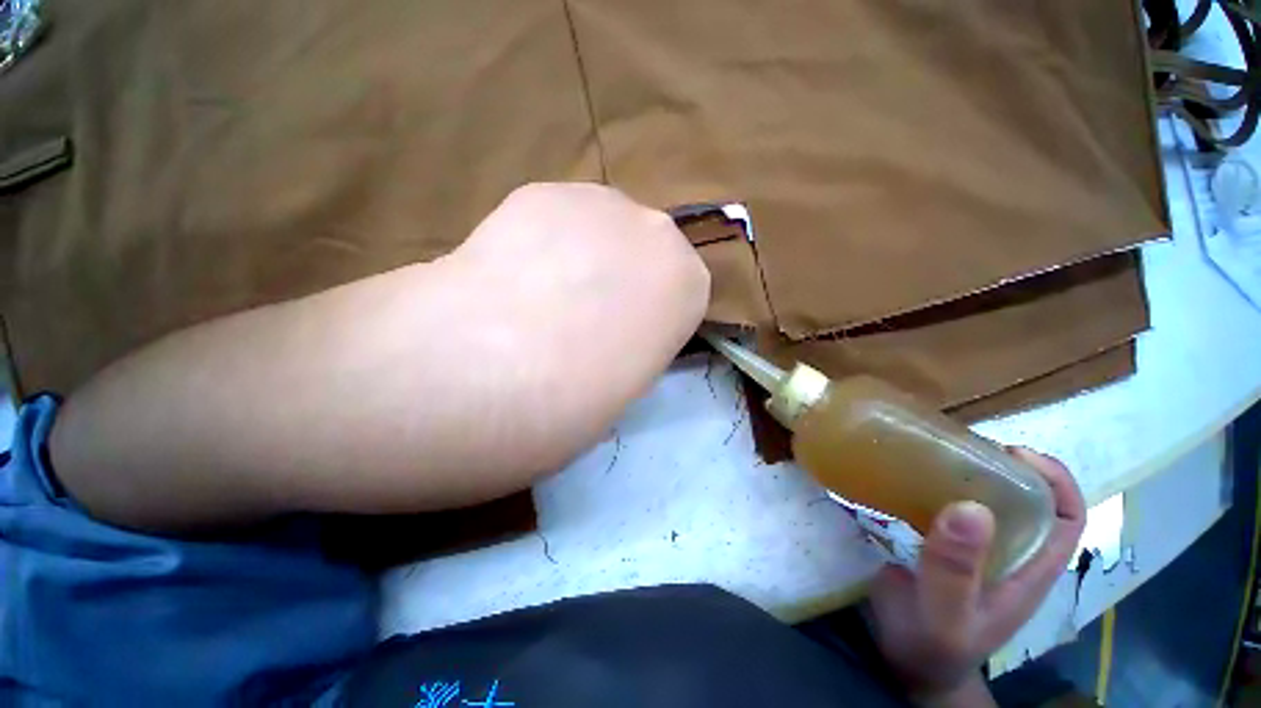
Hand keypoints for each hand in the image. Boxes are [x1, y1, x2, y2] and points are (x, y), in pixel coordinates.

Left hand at [446, 182, 710, 471]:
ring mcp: (600, 202)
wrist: (506, 364)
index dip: (647, 315)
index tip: (621, 335)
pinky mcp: (544, 191)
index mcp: (688, 284)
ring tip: (541, 292)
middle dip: (619, 277)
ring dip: (582, 254)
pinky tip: (514, 271)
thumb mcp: (633, 382)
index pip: (677, 294)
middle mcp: (657, 231)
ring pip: (600, 228)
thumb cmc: (583, 394)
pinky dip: (541, 240)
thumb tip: (614, 329)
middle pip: (642, 251)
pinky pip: (555, 217)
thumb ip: (639, 340)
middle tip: (580, 312)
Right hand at [866, 447, 1086, 705]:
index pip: (1067, 517)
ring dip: (963, 474)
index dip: (1055, 480)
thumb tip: (970, 506)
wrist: (907, 664)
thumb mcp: (946, 615)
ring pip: (984, 500)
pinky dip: (932, 488)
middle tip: (957, 446)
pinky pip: (944, 508)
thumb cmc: (934, 645)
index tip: (1014, 452)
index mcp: (1028, 570)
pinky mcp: (941, 546)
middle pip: (1025, 498)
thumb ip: (956, 570)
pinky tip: (903, 480)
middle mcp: (1008, 553)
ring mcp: (974, 550)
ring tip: (927, 455)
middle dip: (1001, 466)